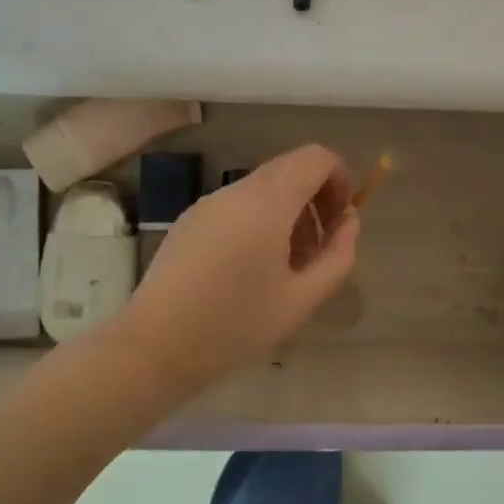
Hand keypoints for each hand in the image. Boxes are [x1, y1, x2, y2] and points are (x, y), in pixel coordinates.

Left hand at [117, 144, 360, 395]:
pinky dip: (260, 219)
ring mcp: (209, 202)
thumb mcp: (302, 299)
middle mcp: (237, 189)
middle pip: (290, 168)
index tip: (341, 220)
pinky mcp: (190, 219)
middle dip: (316, 198)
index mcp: (268, 201)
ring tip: (288, 266)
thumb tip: (348, 222)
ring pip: (264, 187)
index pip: (315, 157)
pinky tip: (251, 269)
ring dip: (288, 212)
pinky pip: (238, 204)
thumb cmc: (235, 325)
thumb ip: (338, 255)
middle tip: (320, 247)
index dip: (339, 178)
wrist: (155, 346)